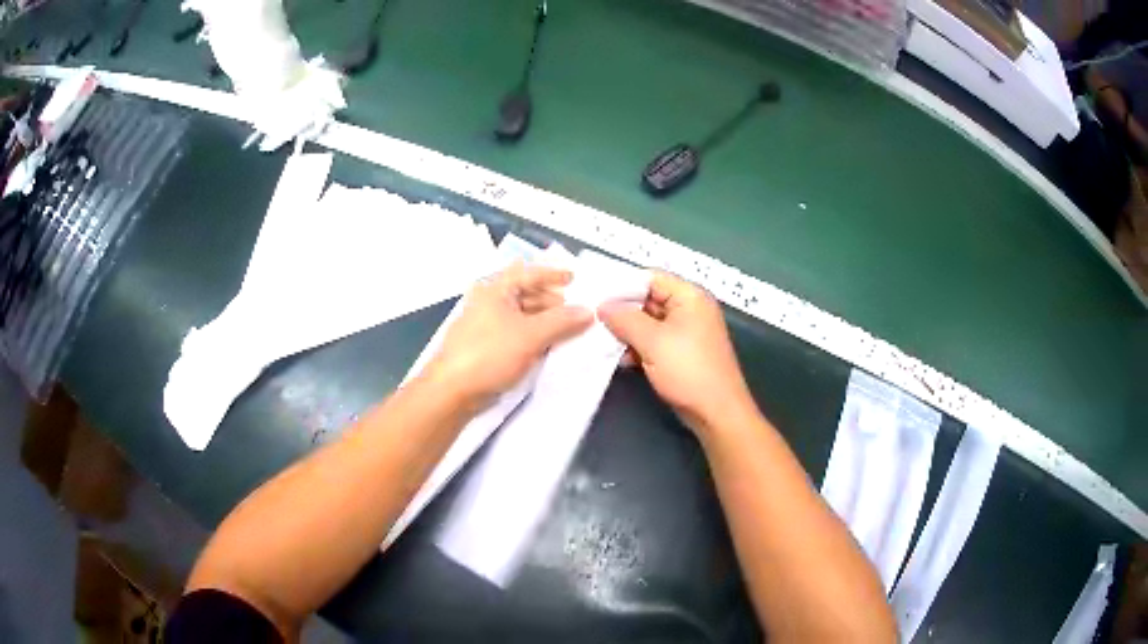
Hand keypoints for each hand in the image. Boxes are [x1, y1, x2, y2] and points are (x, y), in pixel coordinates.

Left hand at [423, 262, 592, 408]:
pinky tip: (547, 346)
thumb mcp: (531, 335)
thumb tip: (588, 311)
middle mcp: (489, 302)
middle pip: (525, 293)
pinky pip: (515, 334)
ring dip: (544, 320)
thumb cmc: (490, 353)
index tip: (574, 278)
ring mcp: (485, 326)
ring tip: (565, 330)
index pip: (528, 273)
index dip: (552, 274)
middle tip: (573, 310)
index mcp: (495, 290)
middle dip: (551, 300)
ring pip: (521, 316)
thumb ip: (562, 321)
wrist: (453, 390)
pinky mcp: (485, 347)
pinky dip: (533, 336)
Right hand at [598, 271, 755, 433]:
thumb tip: (603, 306)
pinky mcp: (683, 353)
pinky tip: (620, 359)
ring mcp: (688, 332)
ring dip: (628, 332)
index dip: (623, 285)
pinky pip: (656, 341)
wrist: (716, 412)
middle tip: (592, 318)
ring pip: (650, 322)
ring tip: (601, 340)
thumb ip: (625, 319)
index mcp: (690, 296)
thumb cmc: (688, 370)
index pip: (651, 278)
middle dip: (623, 311)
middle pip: (649, 299)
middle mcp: (690, 309)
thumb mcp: (652, 341)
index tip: (595, 295)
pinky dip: (639, 347)